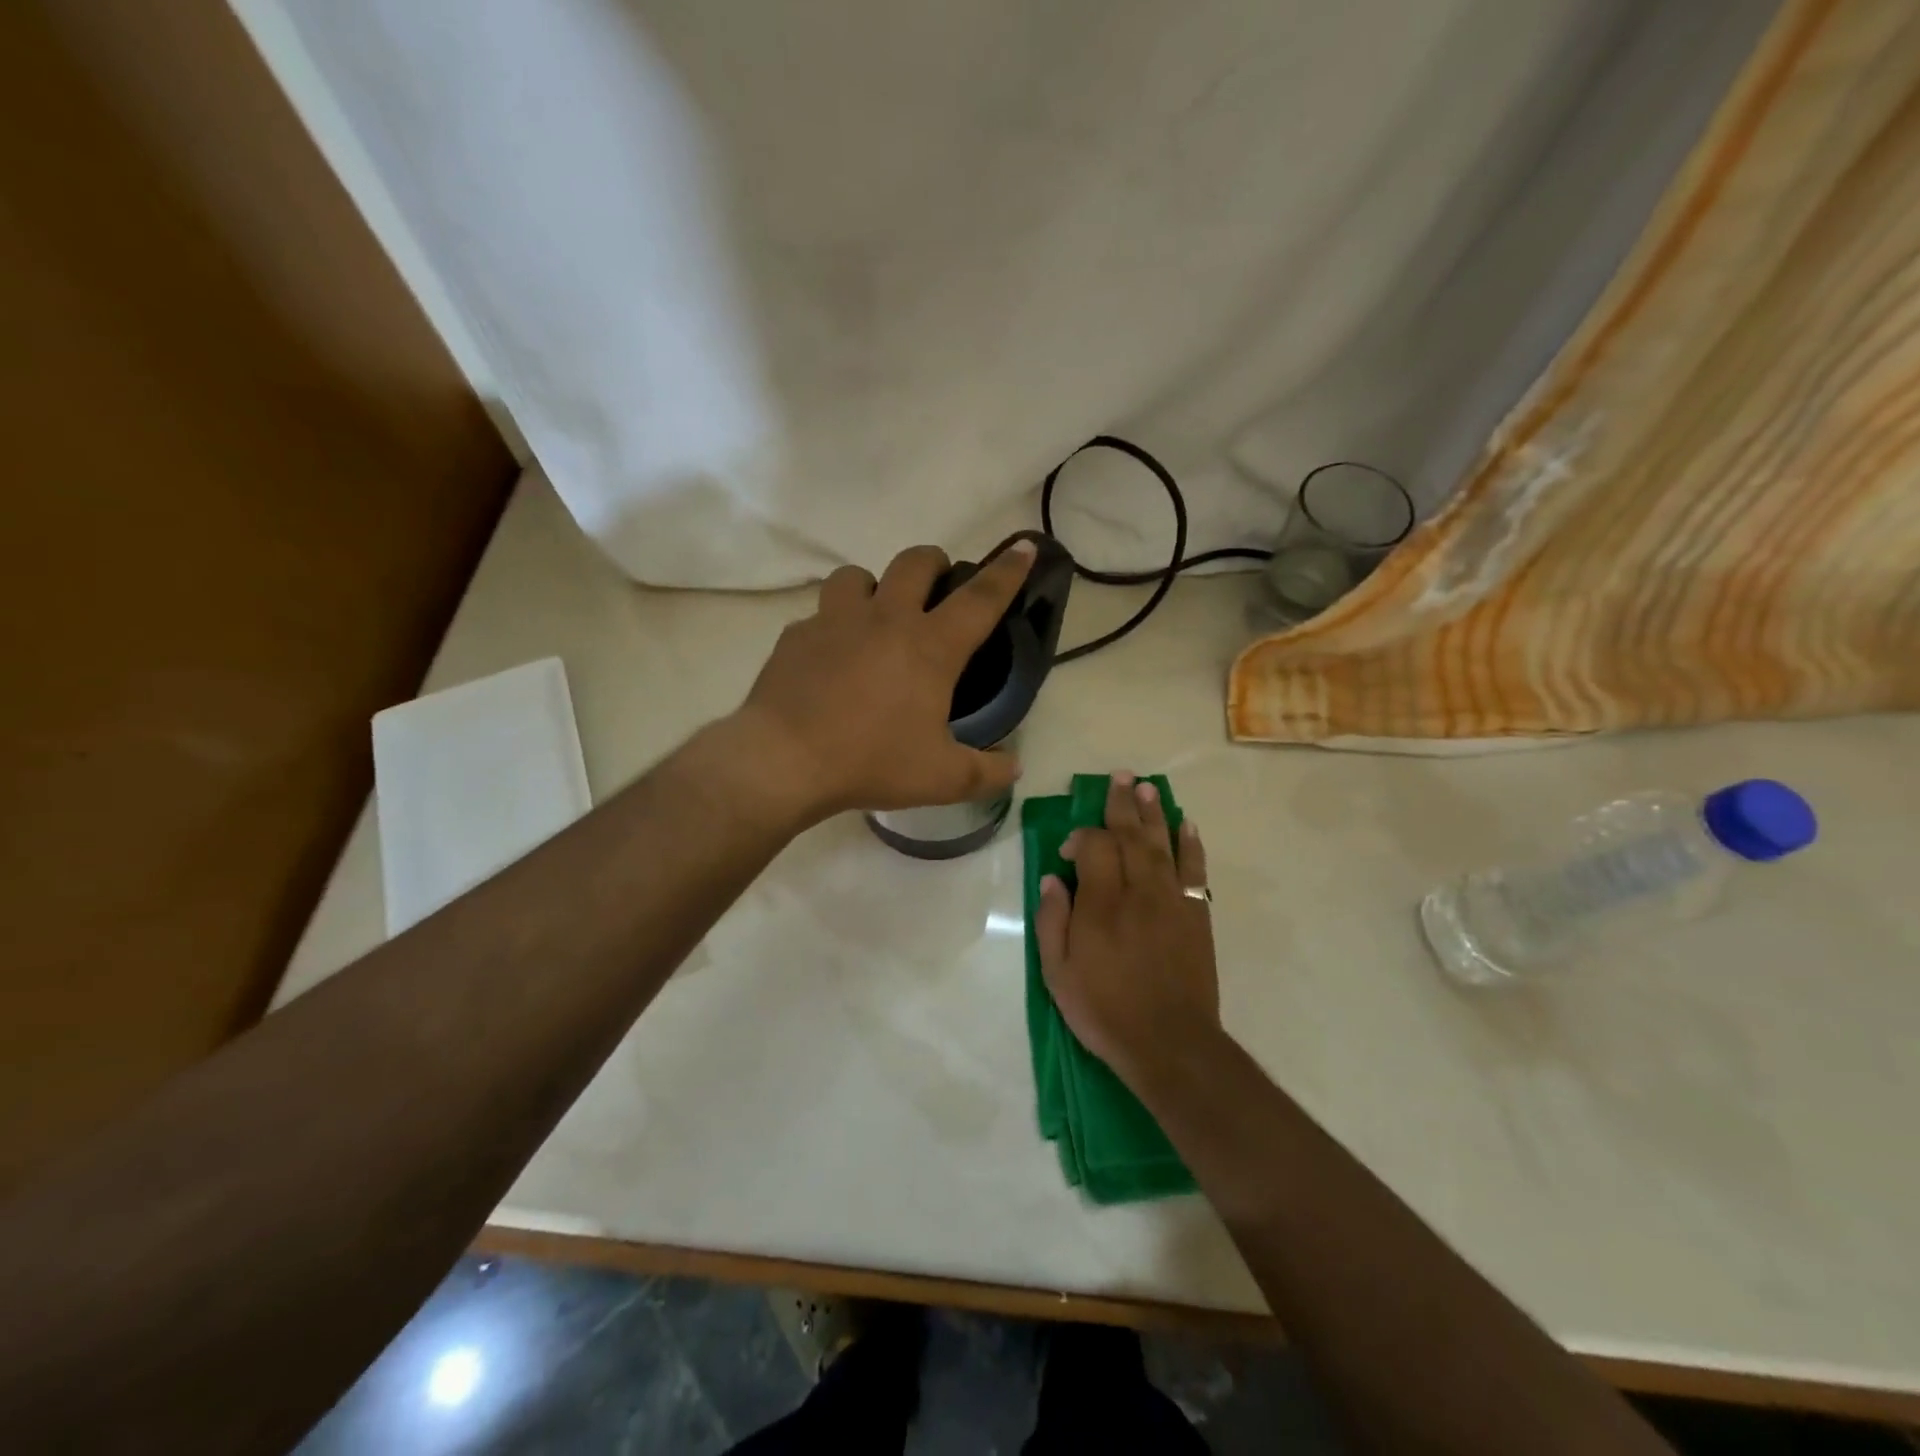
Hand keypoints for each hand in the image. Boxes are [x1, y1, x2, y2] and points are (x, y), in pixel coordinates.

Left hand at [735, 540, 1035, 820]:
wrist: (784, 761)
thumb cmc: (871, 762)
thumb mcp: (941, 778)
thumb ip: (986, 772)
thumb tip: (1015, 768)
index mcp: (930, 647)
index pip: (980, 599)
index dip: (1007, 571)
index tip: (1023, 546)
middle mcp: (885, 619)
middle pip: (915, 562)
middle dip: (934, 564)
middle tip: (937, 589)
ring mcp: (835, 621)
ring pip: (857, 575)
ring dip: (873, 587)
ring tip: (875, 616)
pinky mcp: (796, 635)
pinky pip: (819, 614)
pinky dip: (832, 626)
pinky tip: (829, 657)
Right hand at [1034, 773, 1220, 1088]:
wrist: (1170, 1043)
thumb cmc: (1105, 1010)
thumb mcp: (1058, 973)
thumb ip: (1052, 921)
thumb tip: (1052, 879)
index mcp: (1102, 903)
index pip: (1094, 847)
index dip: (1079, 837)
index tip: (1067, 851)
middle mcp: (1139, 891)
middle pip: (1131, 835)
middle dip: (1122, 804)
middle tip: (1120, 777)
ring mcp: (1172, 901)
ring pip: (1163, 844)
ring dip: (1154, 813)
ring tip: (1148, 787)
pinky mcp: (1195, 915)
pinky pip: (1194, 870)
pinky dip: (1191, 845)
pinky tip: (1187, 826)